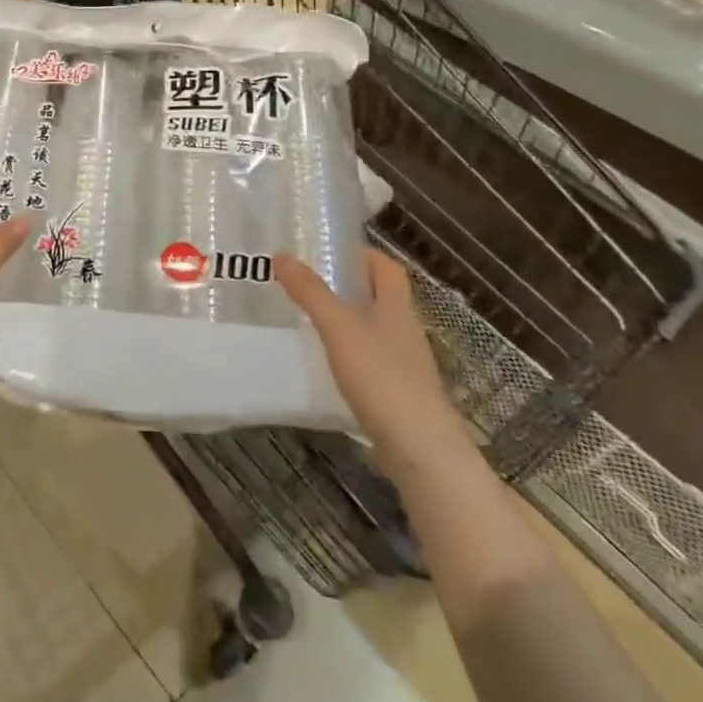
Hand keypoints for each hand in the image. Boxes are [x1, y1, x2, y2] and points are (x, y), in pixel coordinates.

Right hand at [276, 250, 473, 480]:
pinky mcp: (398, 394)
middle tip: (307, 281)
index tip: (327, 250)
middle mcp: (404, 329)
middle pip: (379, 296)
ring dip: (346, 319)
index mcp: (397, 306)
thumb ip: (310, 292)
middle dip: (347, 285)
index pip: (386, 266)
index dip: (361, 254)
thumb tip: (281, 255)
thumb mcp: (339, 327)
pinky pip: (371, 360)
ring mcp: (404, 364)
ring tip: (308, 317)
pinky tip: (325, 362)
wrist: (421, 451)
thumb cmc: (382, 377)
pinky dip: (349, 353)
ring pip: (373, 328)